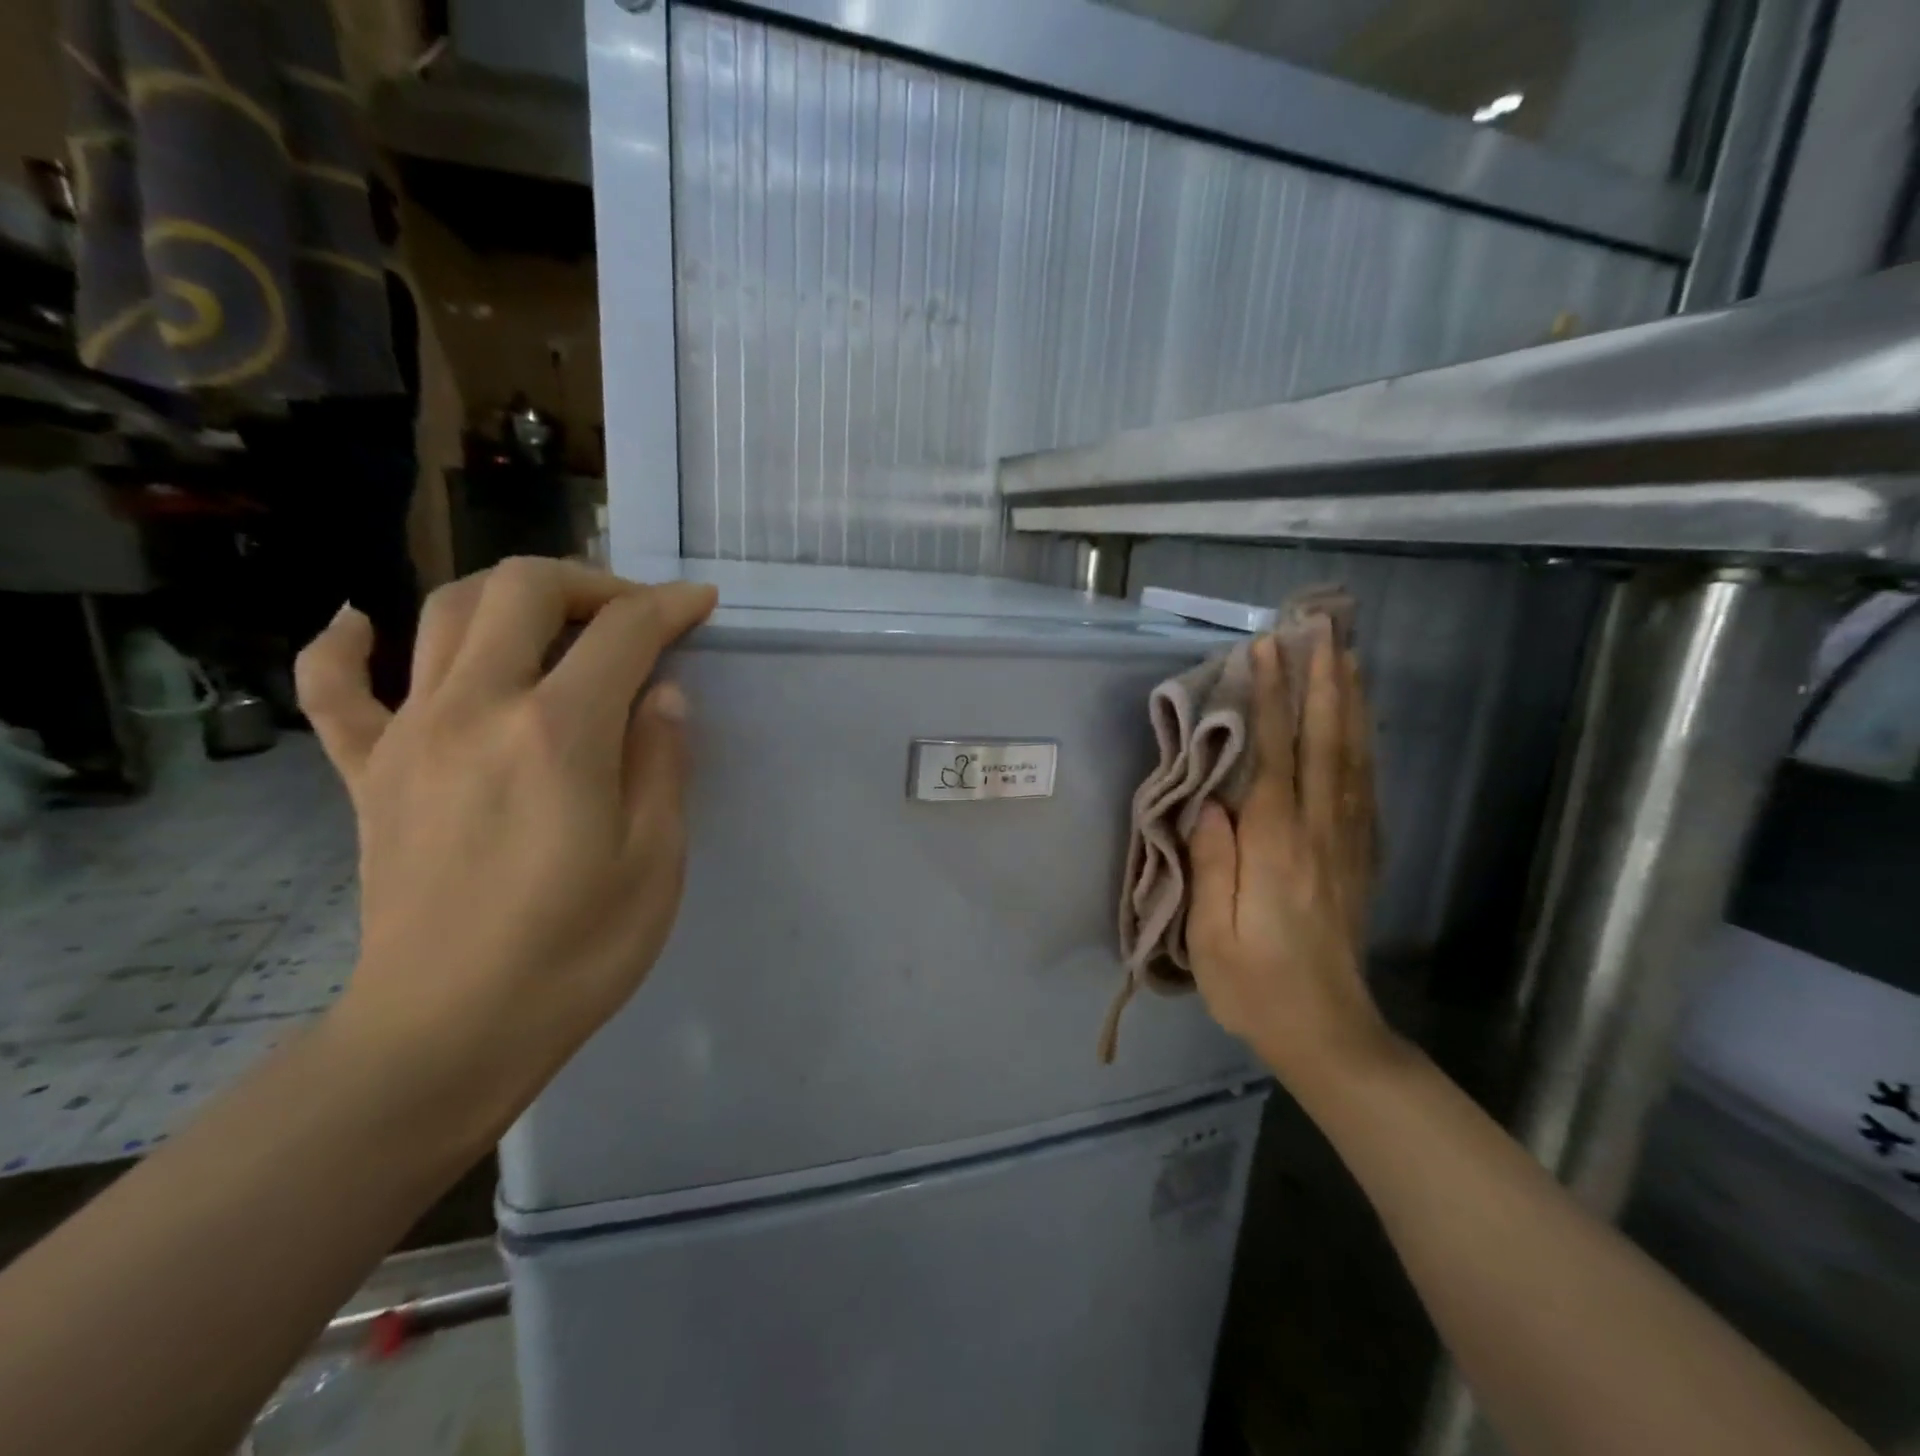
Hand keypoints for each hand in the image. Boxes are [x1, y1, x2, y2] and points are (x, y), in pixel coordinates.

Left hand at [293, 558, 717, 1142]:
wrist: (448, 1033)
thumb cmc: (576, 952)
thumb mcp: (655, 860)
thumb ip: (662, 761)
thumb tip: (663, 693)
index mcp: (559, 734)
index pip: (623, 633)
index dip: (670, 606)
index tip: (701, 603)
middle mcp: (477, 710)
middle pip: (524, 590)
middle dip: (592, 583)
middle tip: (633, 614)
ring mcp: (410, 736)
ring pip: (445, 613)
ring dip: (509, 595)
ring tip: (555, 620)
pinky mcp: (368, 774)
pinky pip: (335, 689)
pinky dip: (344, 644)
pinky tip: (363, 623)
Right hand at [1187, 626, 1393, 1089]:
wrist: (1328, 1034)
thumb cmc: (1254, 987)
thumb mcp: (1211, 935)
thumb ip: (1212, 863)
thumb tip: (1210, 802)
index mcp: (1276, 849)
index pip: (1273, 758)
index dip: (1268, 701)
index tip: (1266, 651)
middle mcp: (1320, 834)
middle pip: (1324, 744)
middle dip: (1321, 684)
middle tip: (1320, 631)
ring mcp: (1347, 844)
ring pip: (1353, 759)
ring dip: (1349, 704)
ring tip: (1347, 657)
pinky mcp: (1360, 858)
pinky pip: (1365, 788)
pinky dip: (1363, 745)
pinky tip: (1360, 724)